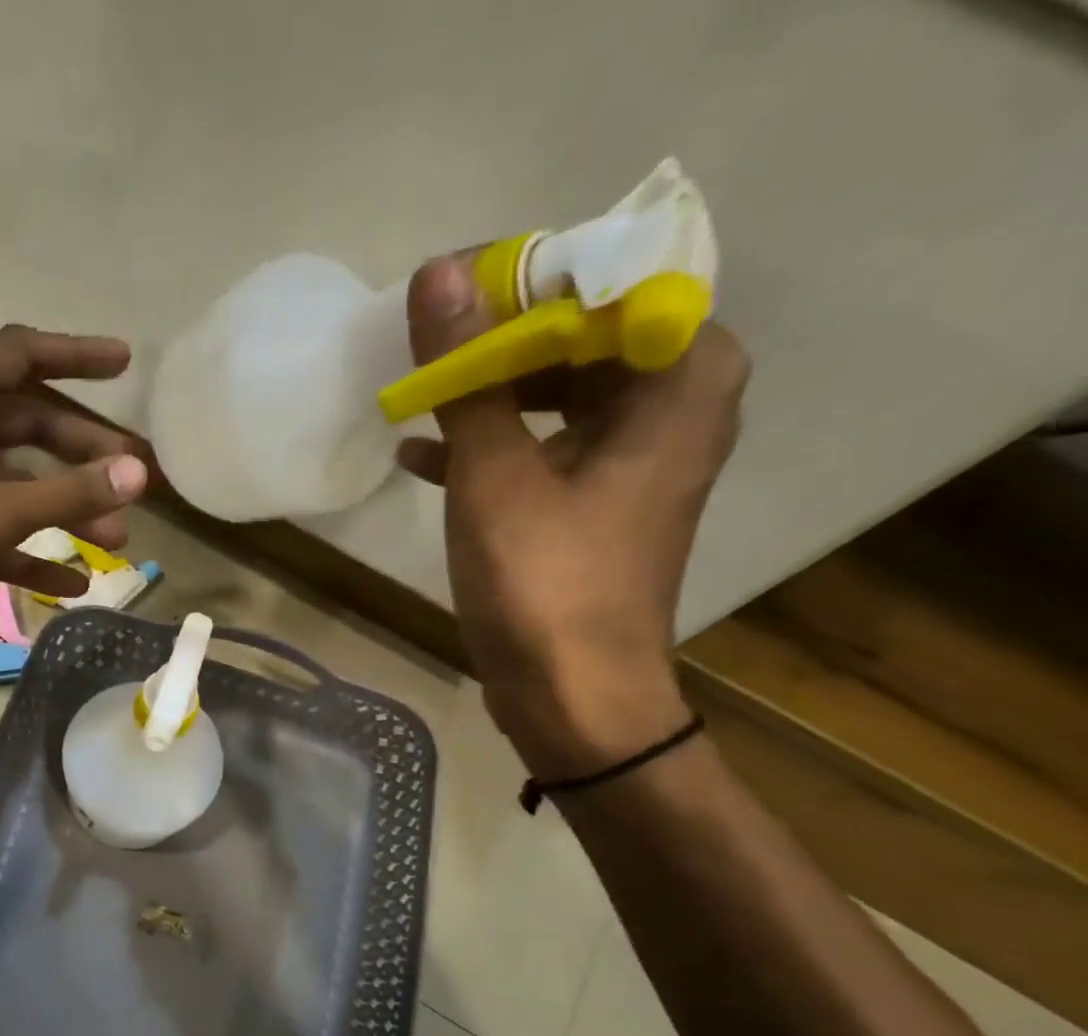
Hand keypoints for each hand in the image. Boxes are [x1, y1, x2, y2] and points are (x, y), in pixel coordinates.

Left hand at [0, 323, 147, 657]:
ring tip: (117, 538)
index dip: (75, 354)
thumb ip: (69, 493)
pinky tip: (74, 582)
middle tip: (134, 478)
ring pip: (20, 487)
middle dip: (85, 452)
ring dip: (67, 510)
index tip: (123, 364)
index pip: (23, 355)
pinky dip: (34, 555)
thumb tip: (138, 473)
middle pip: (32, 428)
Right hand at [396, 255, 749, 777]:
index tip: (452, 294)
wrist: (573, 696)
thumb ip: (468, 373)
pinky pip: (547, 445)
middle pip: (583, 335)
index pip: (609, 282)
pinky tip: (423, 453)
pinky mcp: (600, 500)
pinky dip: (492, 444)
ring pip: (558, 391)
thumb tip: (438, 273)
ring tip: (420, 393)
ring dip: (488, 393)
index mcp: (680, 378)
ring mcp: (638, 457)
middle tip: (428, 345)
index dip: (525, 280)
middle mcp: (676, 403)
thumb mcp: (495, 474)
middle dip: (499, 340)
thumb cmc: (545, 583)